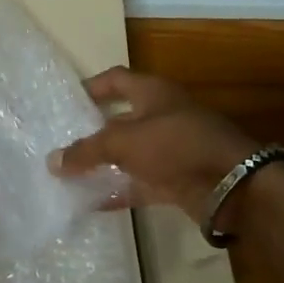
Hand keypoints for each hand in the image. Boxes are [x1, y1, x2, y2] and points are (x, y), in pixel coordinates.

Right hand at [49, 67, 258, 219]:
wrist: (231, 183)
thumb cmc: (176, 145)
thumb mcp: (124, 142)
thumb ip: (87, 151)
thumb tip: (52, 161)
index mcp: (152, 93)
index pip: (116, 79)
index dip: (91, 87)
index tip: (66, 101)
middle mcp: (161, 116)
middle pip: (120, 119)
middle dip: (92, 131)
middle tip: (61, 143)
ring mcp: (169, 149)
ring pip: (129, 154)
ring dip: (103, 164)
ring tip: (69, 175)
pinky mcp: (175, 179)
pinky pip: (140, 183)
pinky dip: (119, 191)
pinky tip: (91, 203)